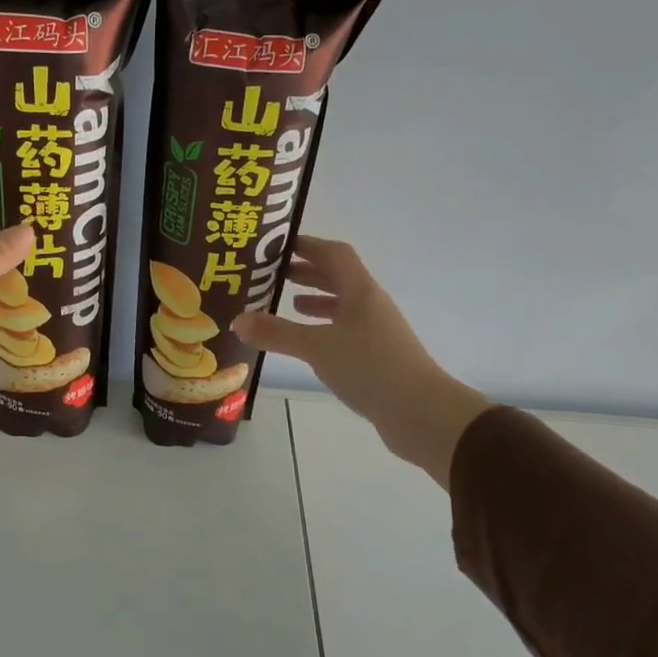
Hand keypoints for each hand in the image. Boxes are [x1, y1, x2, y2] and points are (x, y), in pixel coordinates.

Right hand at [234, 236, 493, 486]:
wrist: (420, 411)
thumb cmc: (370, 367)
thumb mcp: (317, 348)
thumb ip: (277, 333)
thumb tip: (237, 320)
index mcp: (360, 291)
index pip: (334, 254)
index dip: (308, 245)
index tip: (278, 245)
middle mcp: (370, 304)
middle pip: (338, 277)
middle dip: (307, 272)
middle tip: (274, 273)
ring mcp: (376, 331)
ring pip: (342, 305)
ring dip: (316, 300)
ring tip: (287, 303)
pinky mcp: (376, 356)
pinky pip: (344, 330)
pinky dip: (323, 328)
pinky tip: (307, 342)